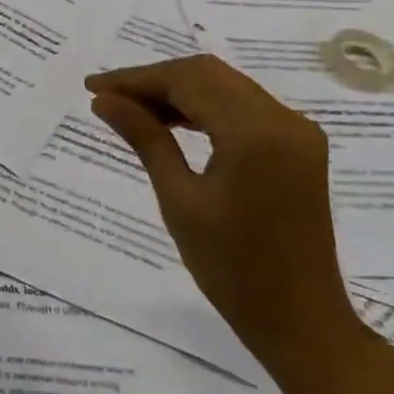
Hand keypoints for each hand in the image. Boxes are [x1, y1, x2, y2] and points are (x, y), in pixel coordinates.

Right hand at [85, 55, 369, 383]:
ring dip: (178, 91)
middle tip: (108, 98)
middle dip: (154, 80)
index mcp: (255, 134)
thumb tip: (104, 101)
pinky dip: (204, 106)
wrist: (300, 319)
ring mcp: (297, 132)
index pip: (187, 81)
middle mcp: (284, 120)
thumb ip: (145, 139)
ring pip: (225, 85)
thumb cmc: (231, 267)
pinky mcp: (299, 146)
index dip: (136, 78)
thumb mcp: (179, 199)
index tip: (93, 88)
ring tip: (131, 110)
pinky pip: (243, 106)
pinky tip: (171, 123)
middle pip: (208, 74)